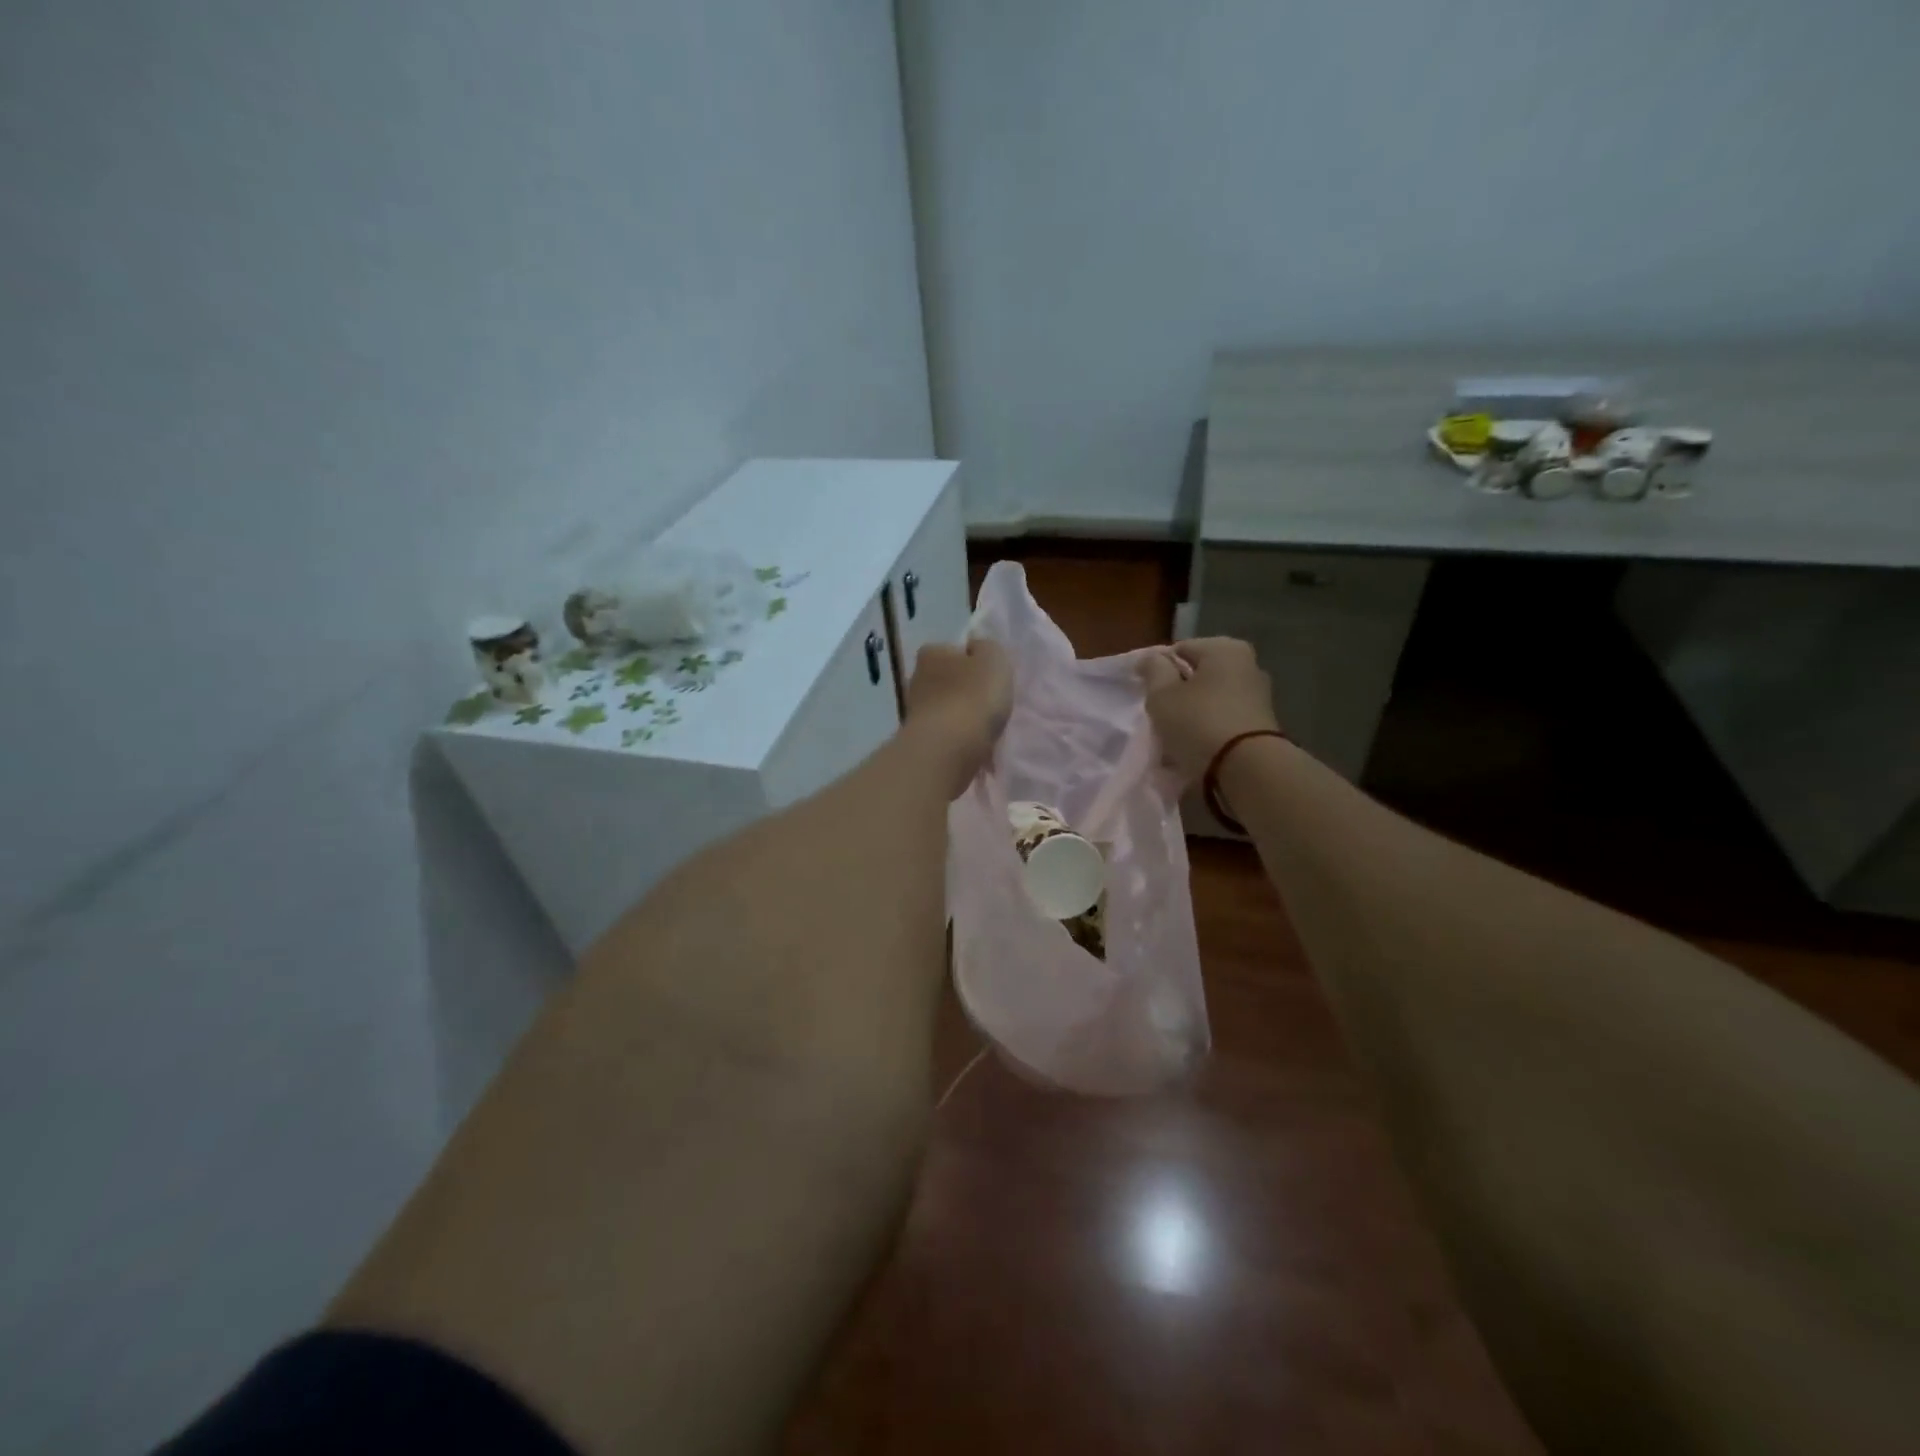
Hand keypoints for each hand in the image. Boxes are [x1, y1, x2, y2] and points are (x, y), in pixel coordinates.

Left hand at [905, 638, 1012, 795]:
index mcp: (931, 653)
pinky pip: (945, 733)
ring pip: (946, 708)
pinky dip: (958, 738)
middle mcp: (917, 678)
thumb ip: (987, 647)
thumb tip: (975, 648)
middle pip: (948, 680)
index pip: (954, 650)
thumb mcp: (994, 658)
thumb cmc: (973, 696)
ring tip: (985, 729)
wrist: (949, 749)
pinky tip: (973, 746)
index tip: (990, 677)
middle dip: (966, 690)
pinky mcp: (920, 739)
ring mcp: (915, 711)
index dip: (973, 661)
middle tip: (989, 704)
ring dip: (962, 716)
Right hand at [1138, 637, 1279, 784]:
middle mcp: (1248, 665)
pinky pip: (1223, 720)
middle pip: (1198, 675)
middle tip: (1159, 715)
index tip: (1146, 693)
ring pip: (1210, 699)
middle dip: (1178, 692)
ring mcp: (1258, 696)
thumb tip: (1152, 658)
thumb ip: (1153, 671)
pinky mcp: (1261, 724)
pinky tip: (1194, 747)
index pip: (1180, 650)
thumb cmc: (1199, 723)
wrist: (1247, 771)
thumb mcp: (1162, 695)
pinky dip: (1208, 729)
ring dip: (1192, 713)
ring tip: (1174, 735)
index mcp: (1225, 648)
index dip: (1158, 670)